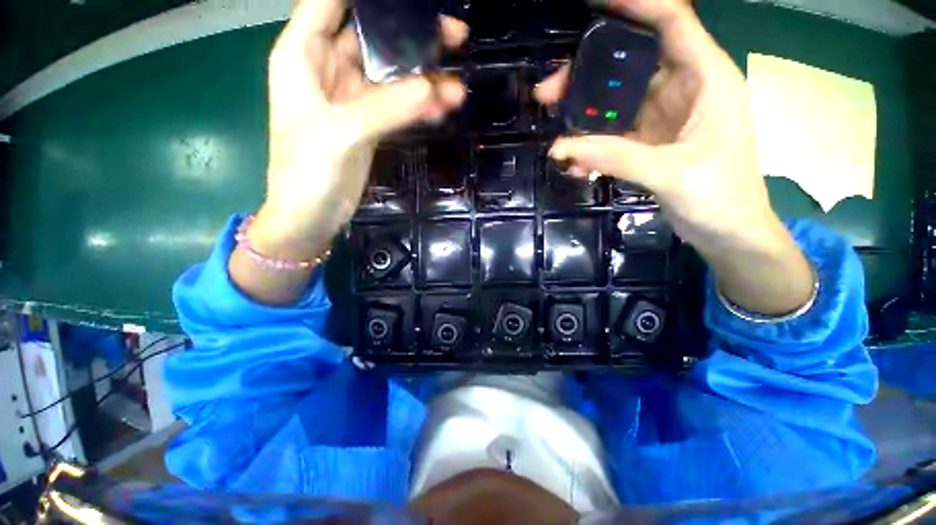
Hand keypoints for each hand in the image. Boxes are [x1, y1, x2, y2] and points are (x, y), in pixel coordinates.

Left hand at [252, 0, 468, 260]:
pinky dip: (420, 105)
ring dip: (424, 77)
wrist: (312, 215)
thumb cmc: (307, 171)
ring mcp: (353, 98)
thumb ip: (388, 108)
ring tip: (458, 84)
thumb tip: (437, 88)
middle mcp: (328, 68)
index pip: (330, 0)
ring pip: (392, 73)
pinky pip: (399, 105)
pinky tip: (444, 107)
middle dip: (410, 31)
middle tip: (453, 33)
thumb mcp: (343, 132)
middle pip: (372, 35)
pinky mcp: (370, 124)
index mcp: (304, 54)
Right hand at [535, 0, 813, 314]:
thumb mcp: (671, 172)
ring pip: (614, 104)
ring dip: (582, 117)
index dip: (634, 6)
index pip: (670, 22)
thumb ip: (617, 157)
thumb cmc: (720, 198)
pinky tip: (576, 163)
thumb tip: (562, 148)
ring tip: (555, 133)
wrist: (727, 233)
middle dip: (586, 76)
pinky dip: (591, 147)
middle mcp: (682, 90)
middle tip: (548, 93)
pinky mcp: (648, 144)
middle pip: (628, 67)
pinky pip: (612, 137)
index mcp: (705, 78)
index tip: (592, 7)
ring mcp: (662, 119)